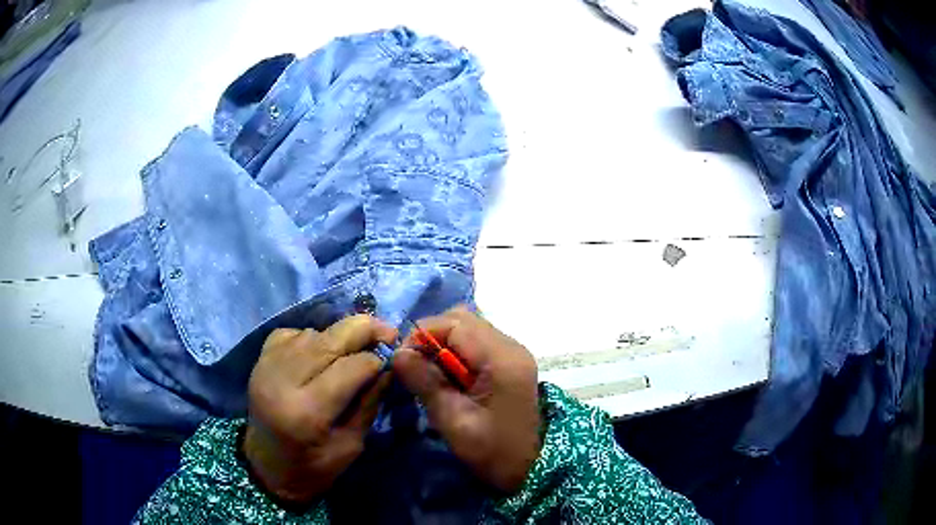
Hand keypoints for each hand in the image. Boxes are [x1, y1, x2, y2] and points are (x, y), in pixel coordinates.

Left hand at [242, 315, 395, 504]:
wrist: (267, 465)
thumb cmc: (314, 466)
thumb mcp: (351, 444)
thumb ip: (369, 403)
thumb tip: (389, 367)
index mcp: (307, 412)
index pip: (351, 368)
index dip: (377, 361)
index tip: (392, 362)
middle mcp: (283, 381)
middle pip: (330, 339)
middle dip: (365, 330)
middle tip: (388, 332)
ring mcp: (267, 365)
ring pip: (314, 333)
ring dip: (339, 337)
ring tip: (354, 349)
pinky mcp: (260, 358)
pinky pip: (293, 333)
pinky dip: (312, 337)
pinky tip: (320, 353)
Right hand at [393, 306, 540, 493]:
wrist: (529, 468)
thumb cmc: (491, 450)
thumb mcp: (453, 421)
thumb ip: (426, 383)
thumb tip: (397, 353)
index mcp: (501, 359)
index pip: (455, 323)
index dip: (422, 334)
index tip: (402, 359)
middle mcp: (511, 346)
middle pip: (463, 319)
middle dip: (431, 336)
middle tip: (414, 366)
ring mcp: (513, 352)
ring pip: (469, 328)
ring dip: (443, 343)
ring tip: (430, 373)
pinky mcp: (510, 362)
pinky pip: (477, 343)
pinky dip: (456, 352)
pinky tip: (449, 377)